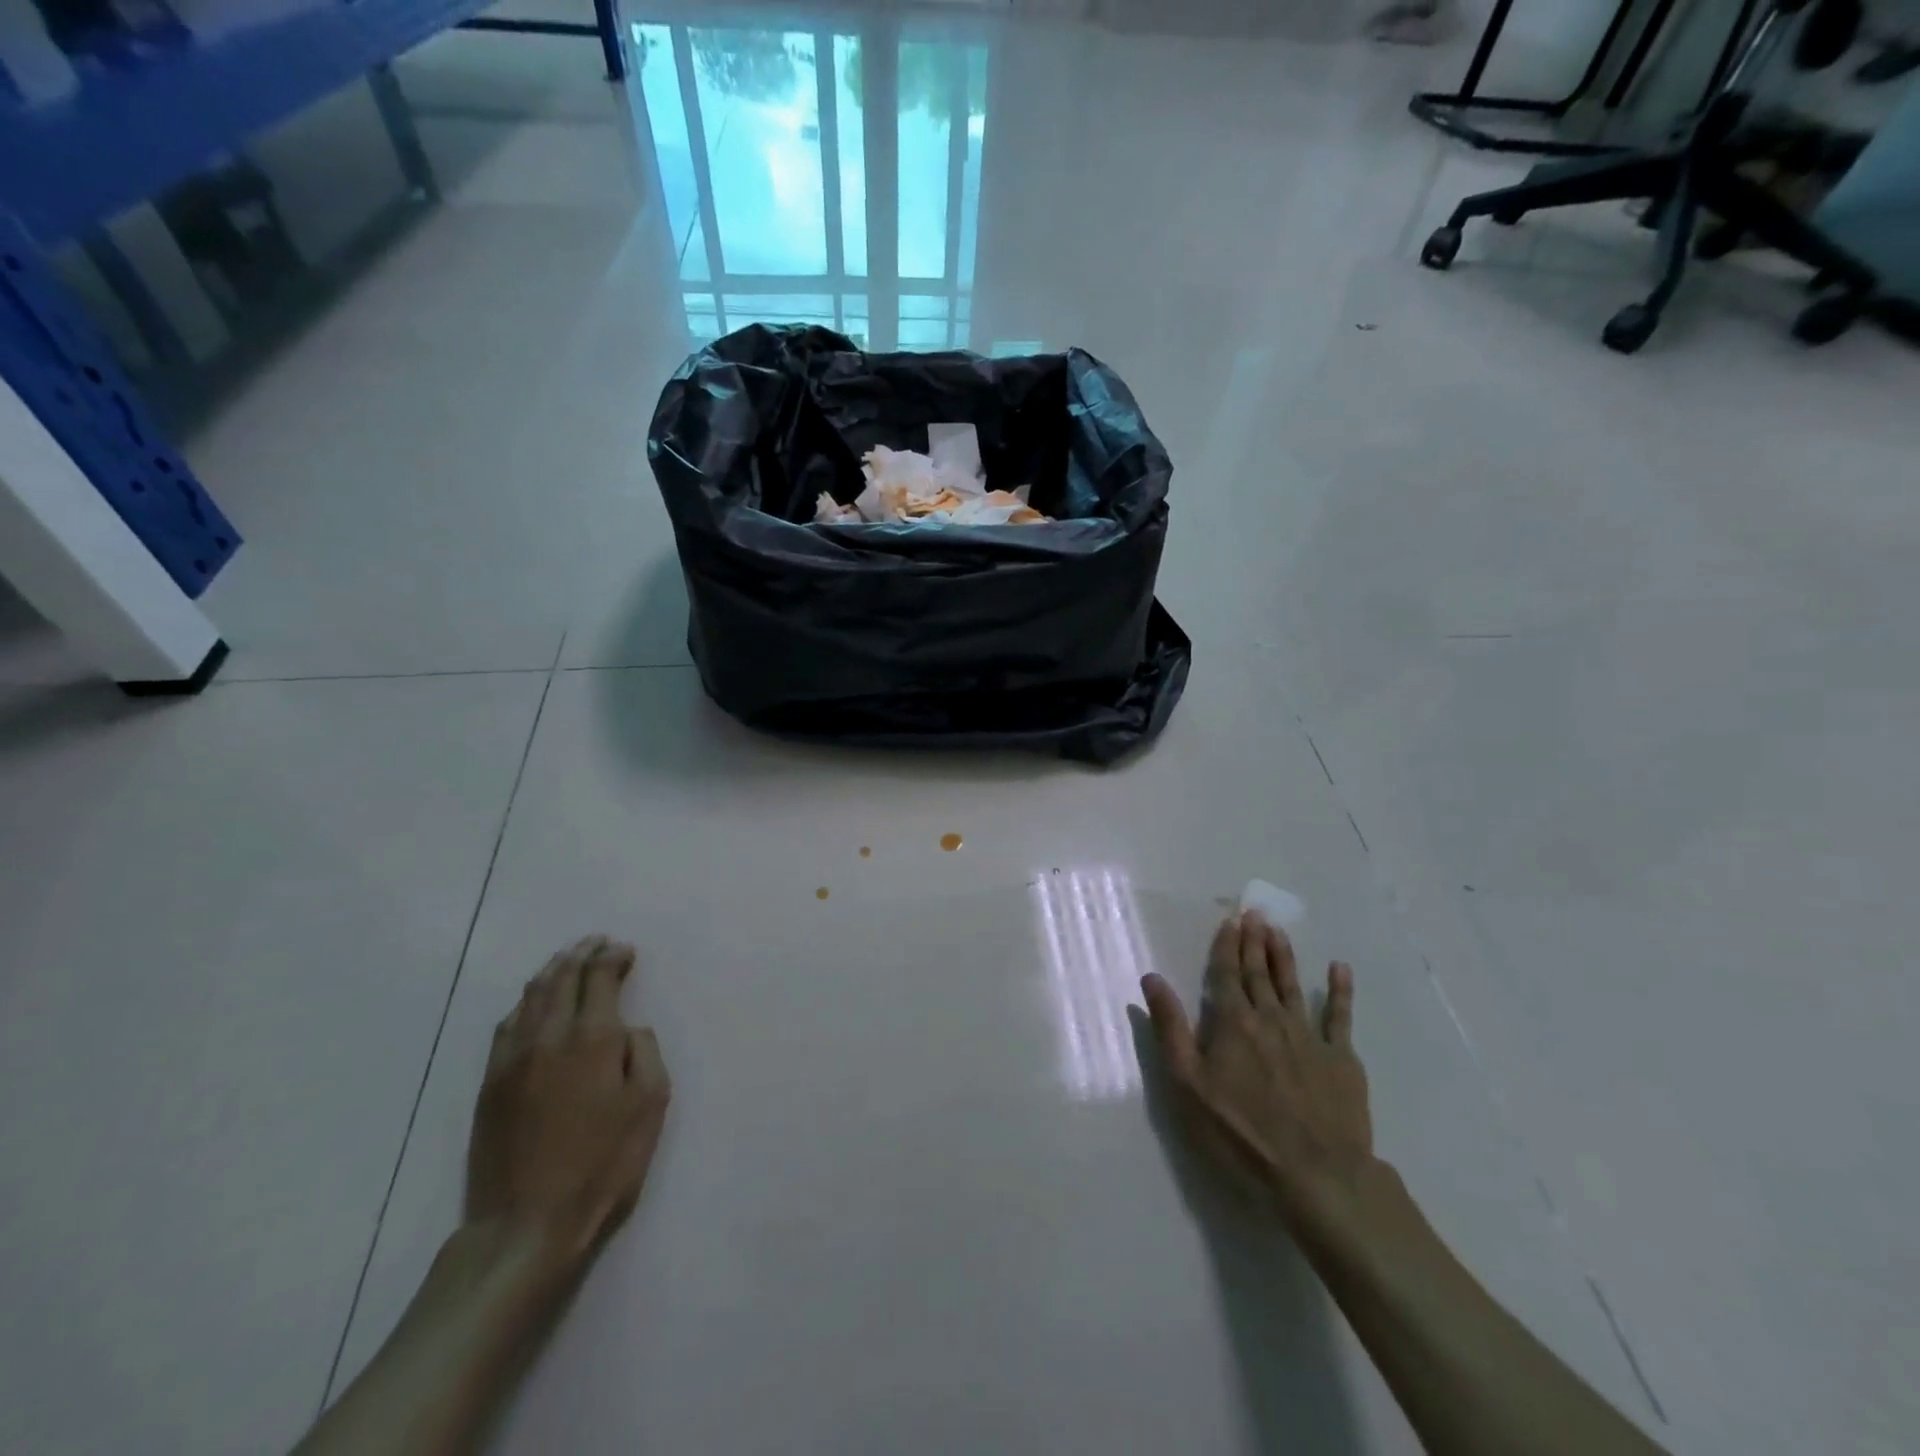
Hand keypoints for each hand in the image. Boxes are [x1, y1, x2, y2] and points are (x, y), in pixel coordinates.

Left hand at [466, 936, 671, 1270]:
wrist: (525, 1224)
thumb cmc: (603, 1164)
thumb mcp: (650, 1106)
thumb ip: (645, 1053)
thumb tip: (628, 1029)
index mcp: (593, 1038)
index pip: (600, 977)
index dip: (613, 957)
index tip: (626, 950)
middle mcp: (549, 1036)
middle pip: (562, 977)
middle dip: (582, 953)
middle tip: (597, 941)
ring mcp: (512, 1058)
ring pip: (531, 996)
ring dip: (552, 970)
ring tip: (568, 959)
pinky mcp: (489, 1084)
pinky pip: (507, 1025)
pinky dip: (526, 1002)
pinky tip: (533, 1002)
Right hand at [1140, 912, 1371, 1223]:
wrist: (1317, 1175)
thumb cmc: (1241, 1133)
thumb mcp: (1188, 1084)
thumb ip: (1171, 1028)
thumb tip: (1152, 978)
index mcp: (1233, 1023)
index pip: (1227, 974)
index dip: (1226, 946)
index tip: (1230, 920)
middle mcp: (1271, 1019)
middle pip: (1260, 973)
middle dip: (1254, 941)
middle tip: (1254, 913)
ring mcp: (1310, 1037)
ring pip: (1293, 986)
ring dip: (1285, 956)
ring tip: (1279, 931)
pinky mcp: (1342, 1059)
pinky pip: (1341, 1016)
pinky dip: (1340, 991)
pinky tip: (1340, 969)